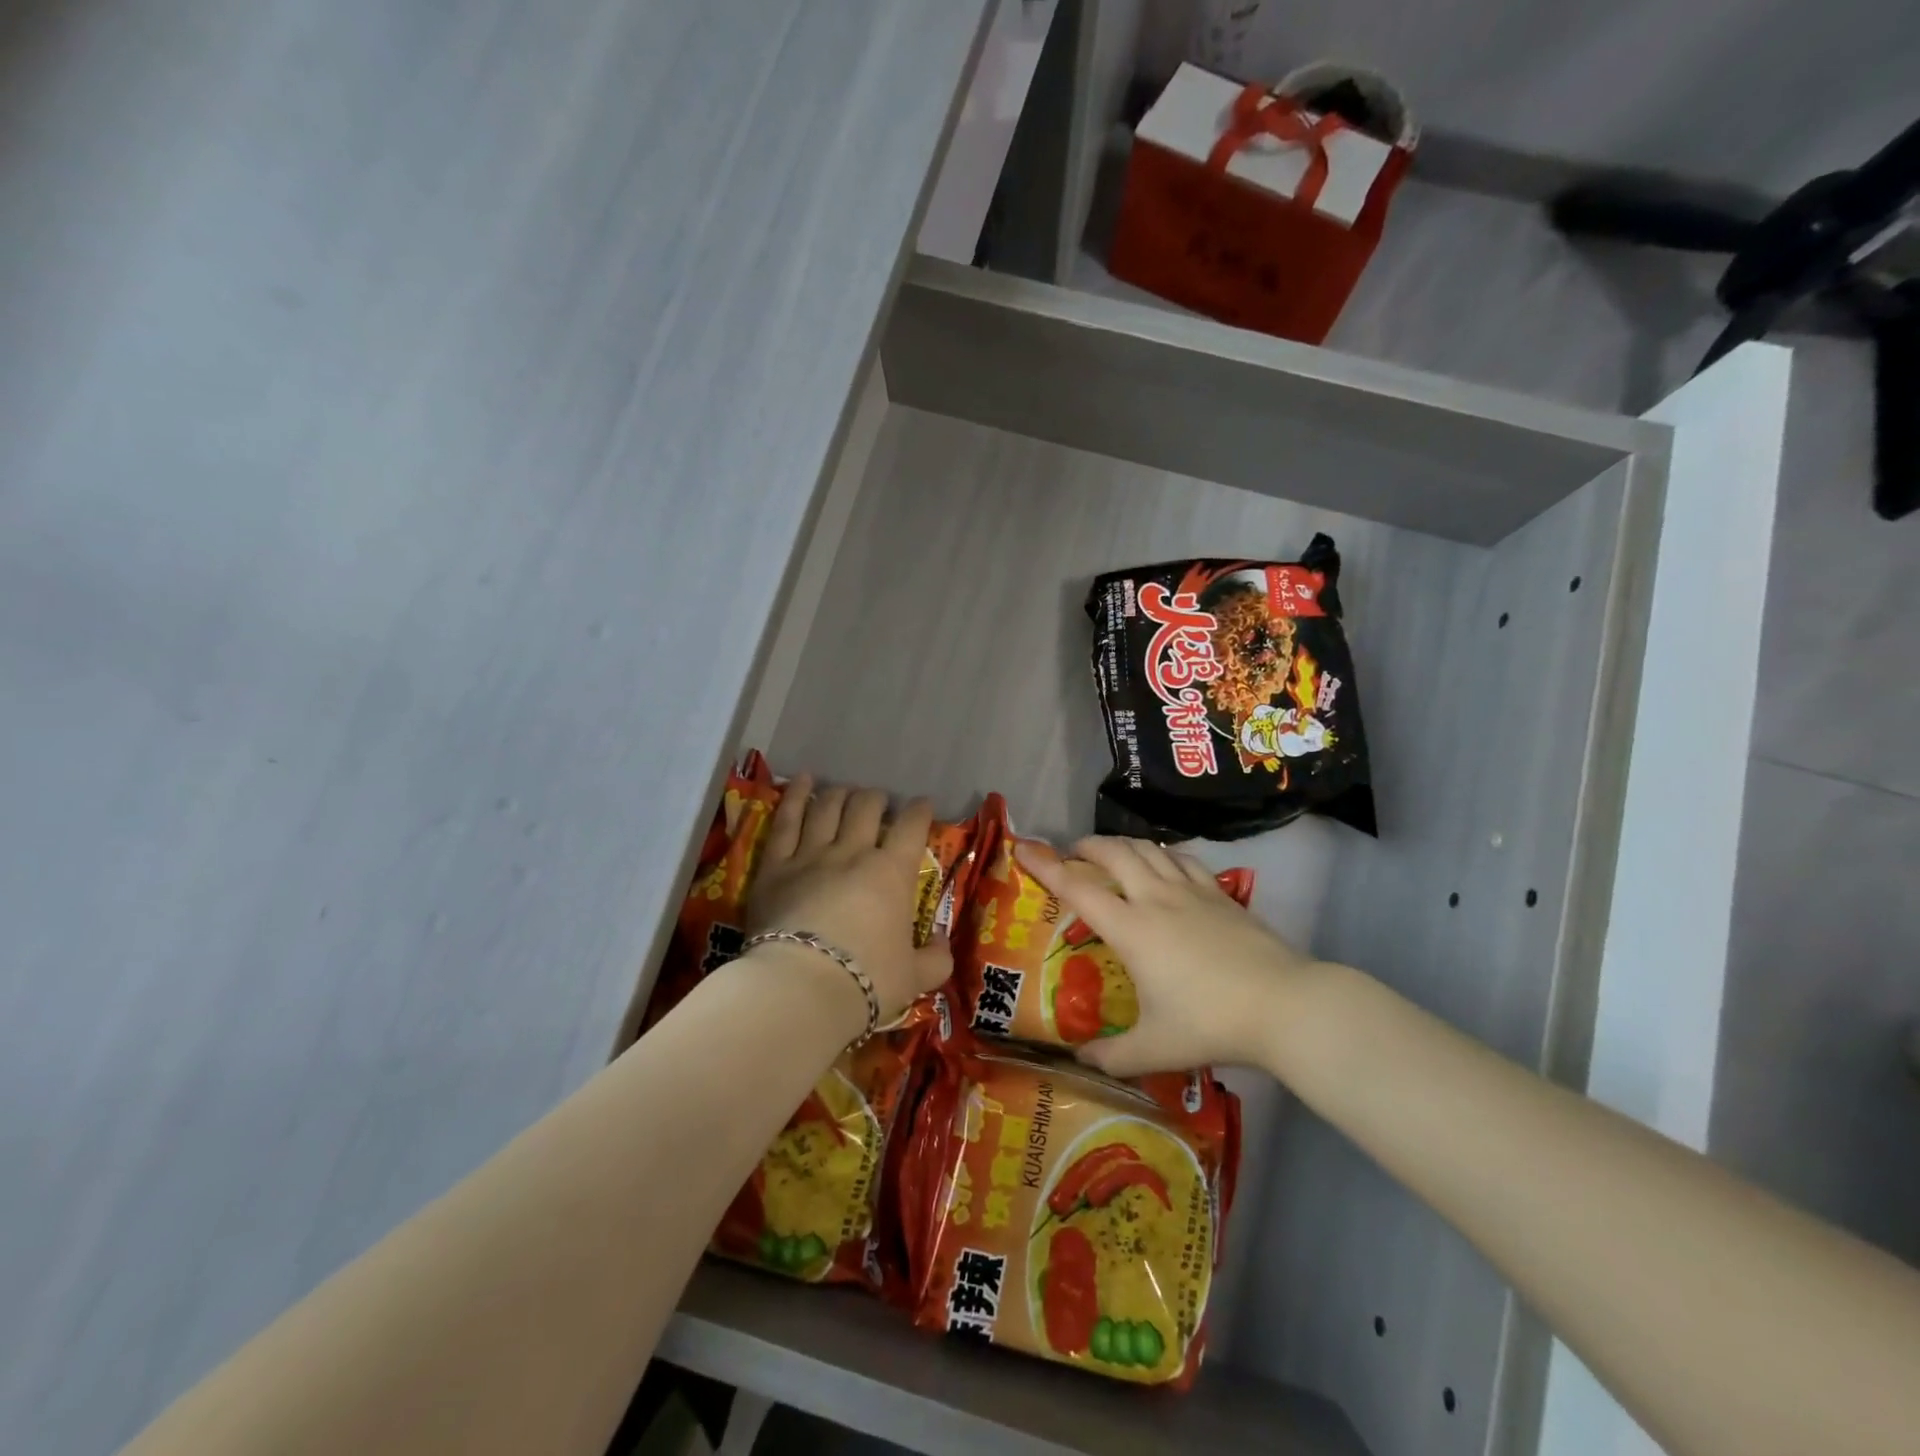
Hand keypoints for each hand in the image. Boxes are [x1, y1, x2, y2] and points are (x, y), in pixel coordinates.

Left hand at [744, 775, 952, 1023]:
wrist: (802, 989)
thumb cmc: (866, 981)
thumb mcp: (915, 978)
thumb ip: (935, 959)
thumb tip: (943, 944)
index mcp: (892, 872)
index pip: (912, 827)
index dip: (920, 811)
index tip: (923, 806)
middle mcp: (853, 852)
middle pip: (867, 807)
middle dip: (877, 799)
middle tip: (880, 803)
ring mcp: (811, 854)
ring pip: (828, 807)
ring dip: (840, 794)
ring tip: (844, 791)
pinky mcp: (776, 865)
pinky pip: (786, 821)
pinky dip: (795, 796)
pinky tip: (801, 780)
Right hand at [1017, 836, 1324, 1076]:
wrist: (1285, 1005)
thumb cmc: (1211, 1024)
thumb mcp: (1155, 1049)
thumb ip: (1111, 1057)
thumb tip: (1079, 1061)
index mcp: (1132, 929)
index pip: (1079, 889)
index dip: (1046, 866)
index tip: (1024, 848)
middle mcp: (1156, 898)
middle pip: (1114, 854)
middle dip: (1086, 846)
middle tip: (1072, 853)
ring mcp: (1191, 891)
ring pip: (1149, 849)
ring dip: (1122, 844)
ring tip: (1111, 852)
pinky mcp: (1220, 894)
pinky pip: (1183, 859)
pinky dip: (1162, 852)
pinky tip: (1163, 863)